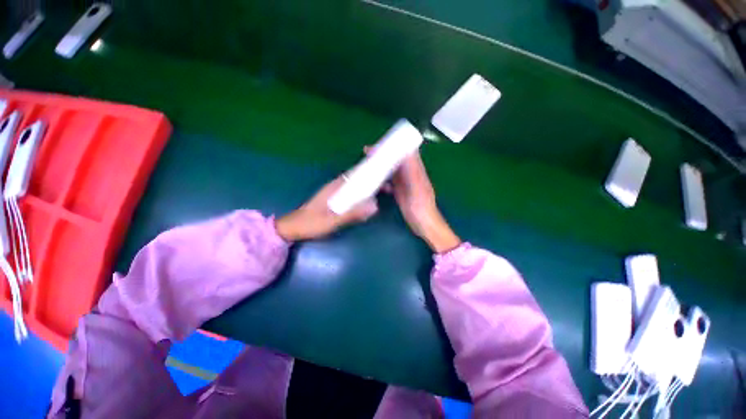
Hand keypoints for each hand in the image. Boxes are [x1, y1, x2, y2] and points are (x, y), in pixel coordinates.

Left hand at [275, 176, 377, 241]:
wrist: (293, 228)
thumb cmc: (311, 223)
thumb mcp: (332, 220)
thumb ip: (351, 214)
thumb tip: (374, 206)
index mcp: (335, 187)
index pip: (355, 174)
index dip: (369, 172)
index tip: (383, 174)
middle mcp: (336, 187)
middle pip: (358, 179)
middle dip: (373, 182)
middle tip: (387, 188)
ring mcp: (335, 194)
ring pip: (355, 187)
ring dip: (368, 189)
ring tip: (382, 194)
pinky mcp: (335, 201)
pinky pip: (352, 195)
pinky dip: (361, 197)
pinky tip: (367, 204)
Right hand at [367, 147, 460, 253]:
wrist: (423, 224)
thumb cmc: (421, 206)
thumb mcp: (416, 187)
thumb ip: (411, 170)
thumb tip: (406, 151)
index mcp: (416, 169)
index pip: (404, 151)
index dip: (392, 145)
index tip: (378, 144)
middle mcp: (410, 173)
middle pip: (396, 160)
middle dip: (383, 155)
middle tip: (367, 153)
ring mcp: (405, 183)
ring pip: (391, 170)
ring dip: (381, 167)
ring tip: (368, 166)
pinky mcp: (400, 191)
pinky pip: (390, 182)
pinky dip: (383, 181)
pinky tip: (377, 186)